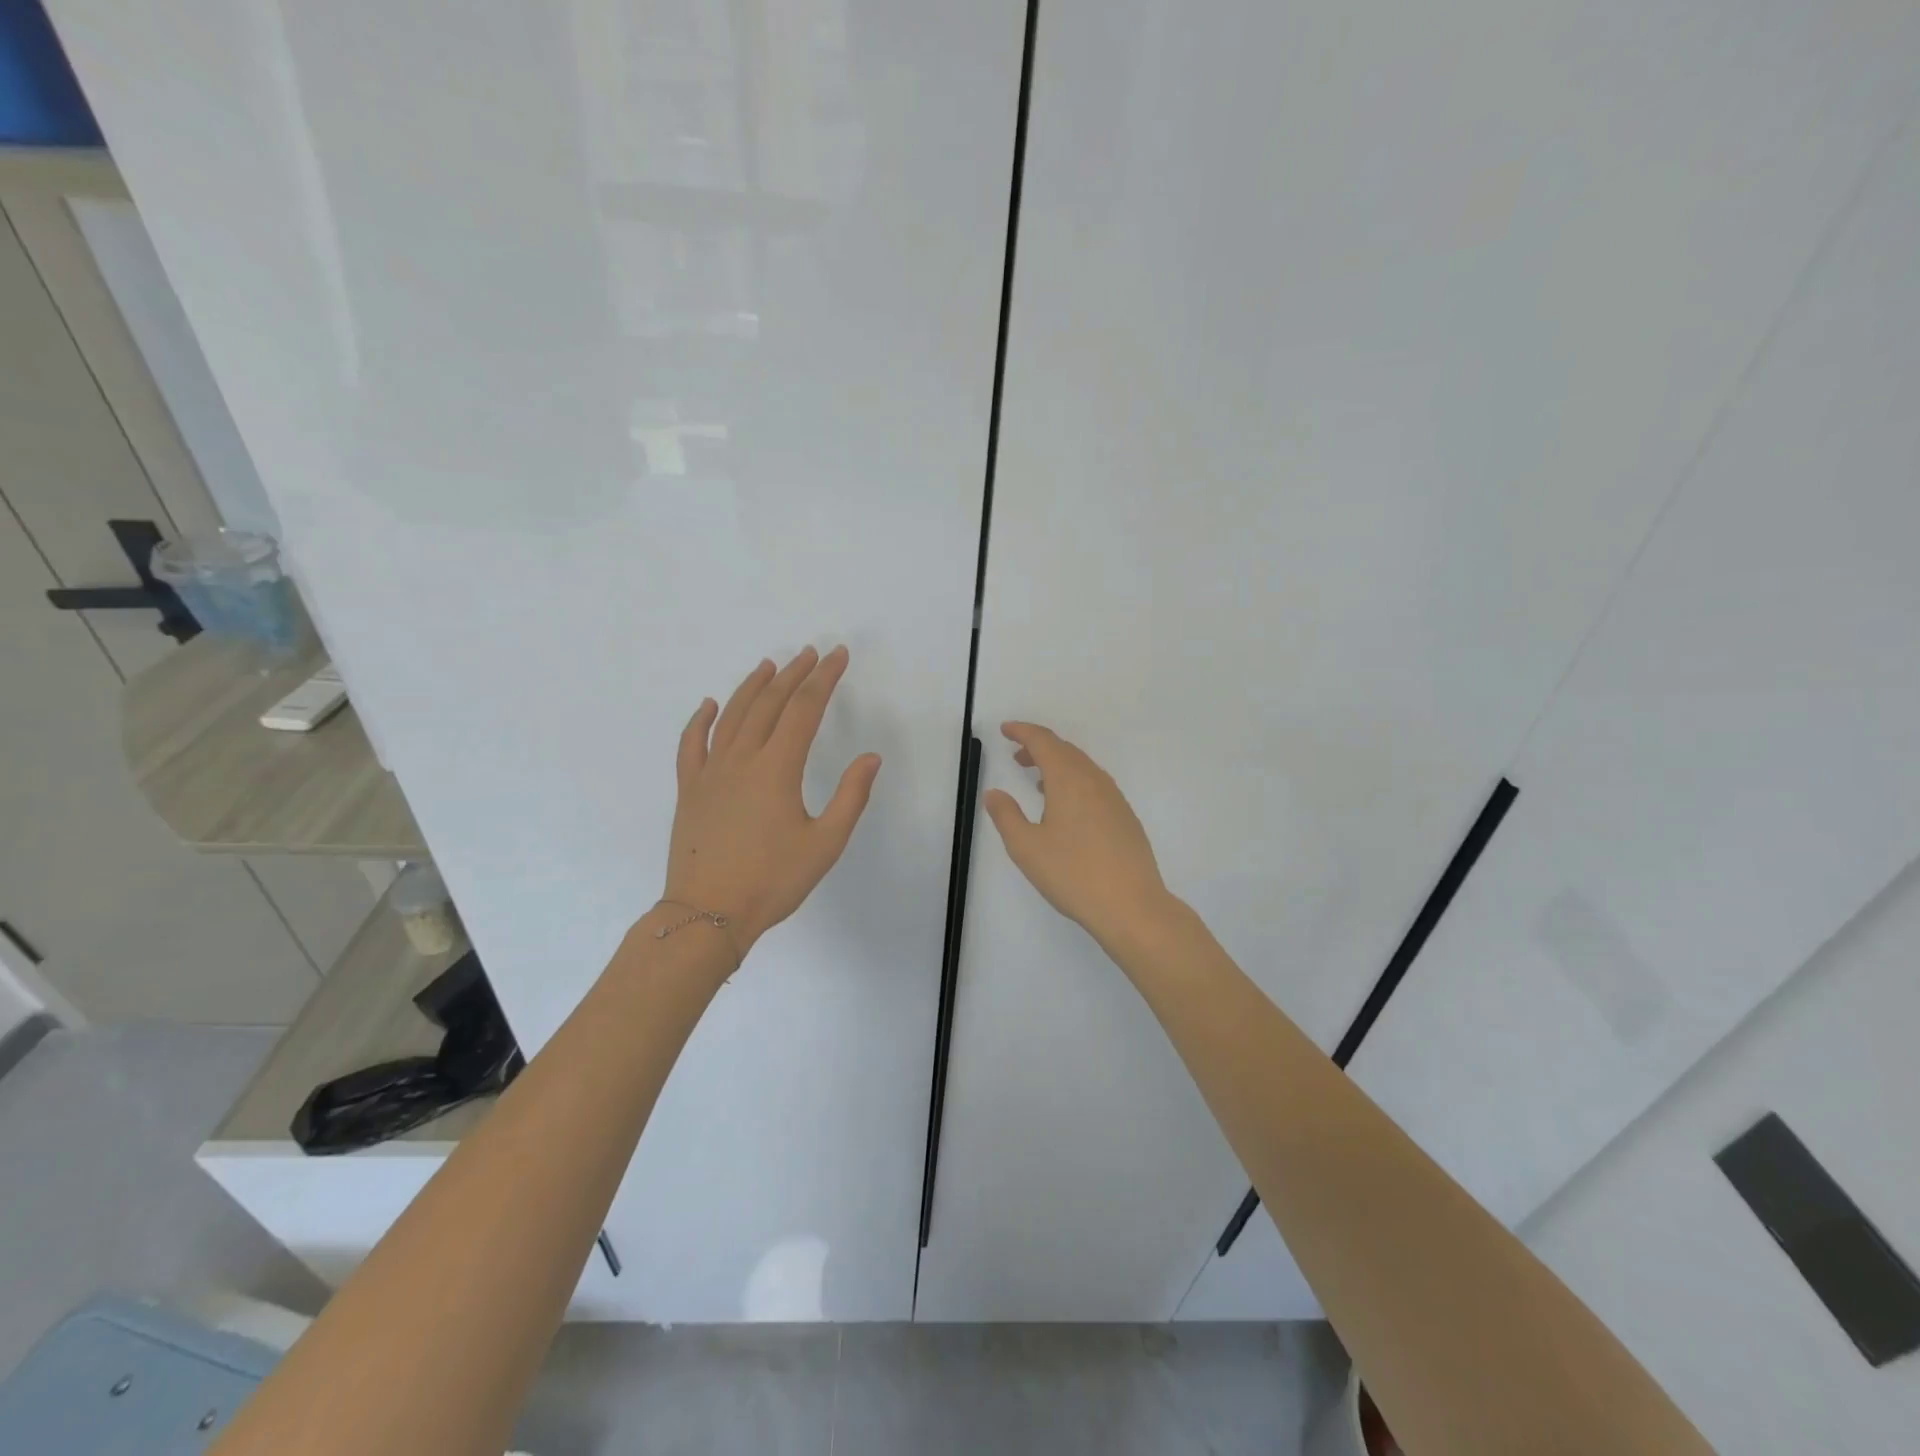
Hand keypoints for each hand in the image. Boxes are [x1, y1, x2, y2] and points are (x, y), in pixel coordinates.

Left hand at [662, 646, 880, 954]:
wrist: (708, 913)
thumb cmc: (773, 881)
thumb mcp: (826, 843)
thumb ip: (851, 796)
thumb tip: (871, 758)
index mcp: (778, 768)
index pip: (805, 709)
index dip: (824, 679)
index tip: (838, 656)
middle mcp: (742, 759)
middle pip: (769, 703)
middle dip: (793, 674)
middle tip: (811, 654)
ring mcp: (710, 772)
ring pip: (732, 715)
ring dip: (752, 686)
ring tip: (769, 665)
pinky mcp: (689, 789)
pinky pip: (692, 744)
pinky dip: (701, 720)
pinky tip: (710, 705)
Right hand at [982, 722, 1171, 945]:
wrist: (1132, 906)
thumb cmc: (1073, 874)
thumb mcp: (1026, 848)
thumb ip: (1006, 816)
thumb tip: (994, 793)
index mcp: (1069, 780)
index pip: (1044, 742)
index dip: (1023, 731)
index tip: (1005, 729)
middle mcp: (1094, 781)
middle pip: (1065, 750)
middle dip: (1039, 747)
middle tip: (1017, 755)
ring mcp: (1114, 798)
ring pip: (1083, 767)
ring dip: (1058, 765)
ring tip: (1038, 781)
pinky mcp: (1125, 817)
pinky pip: (1095, 785)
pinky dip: (1075, 782)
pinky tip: (1067, 807)